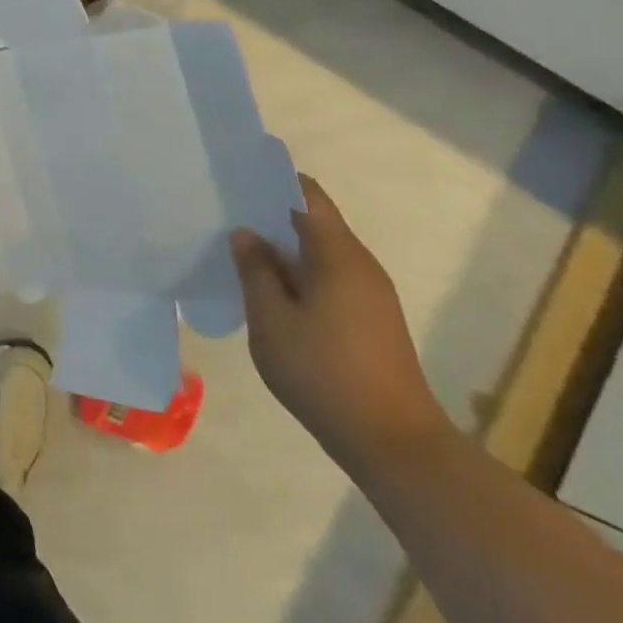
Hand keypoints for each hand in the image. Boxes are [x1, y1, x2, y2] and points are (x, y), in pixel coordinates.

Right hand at [231, 175, 451, 475]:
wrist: (395, 444)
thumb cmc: (325, 374)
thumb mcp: (272, 321)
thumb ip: (256, 271)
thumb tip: (246, 234)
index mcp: (338, 255)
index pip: (308, 196)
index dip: (274, 181)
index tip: (238, 178)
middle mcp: (361, 265)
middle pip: (315, 221)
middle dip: (273, 215)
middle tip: (227, 215)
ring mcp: (371, 294)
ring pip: (322, 252)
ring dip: (285, 248)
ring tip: (242, 252)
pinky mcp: (373, 320)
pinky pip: (330, 277)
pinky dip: (300, 273)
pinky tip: (272, 291)